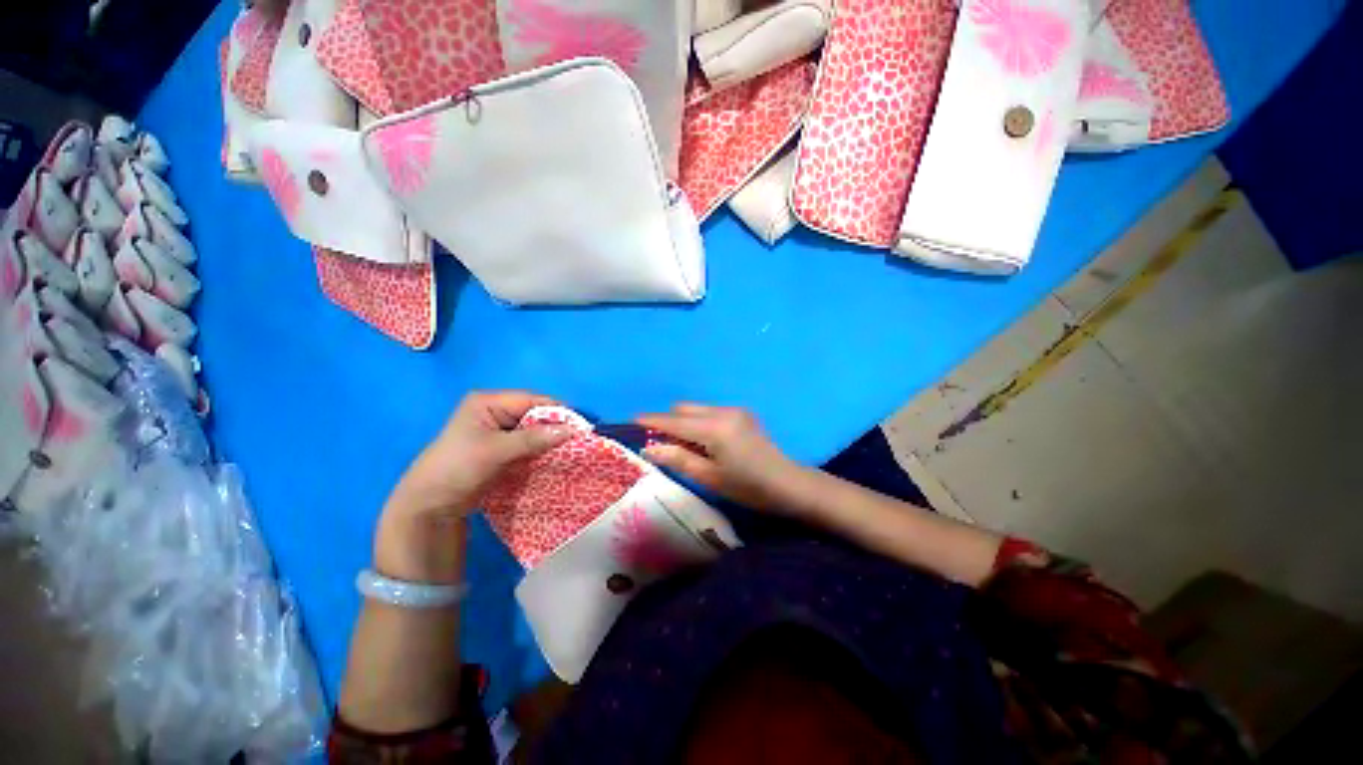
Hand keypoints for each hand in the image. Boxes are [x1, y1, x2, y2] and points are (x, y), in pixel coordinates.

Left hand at [375, 391, 571, 581]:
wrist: (430, 505)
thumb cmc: (458, 468)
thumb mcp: (496, 450)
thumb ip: (533, 438)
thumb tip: (571, 430)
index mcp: (487, 402)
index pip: (532, 400)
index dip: (557, 412)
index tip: (581, 426)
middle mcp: (494, 411)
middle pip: (534, 414)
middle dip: (555, 427)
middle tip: (578, 440)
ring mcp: (497, 430)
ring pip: (533, 430)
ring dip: (549, 440)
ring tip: (570, 450)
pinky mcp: (500, 448)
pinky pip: (528, 444)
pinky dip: (541, 450)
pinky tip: (554, 457)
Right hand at [637, 404, 806, 511]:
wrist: (787, 483)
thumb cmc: (747, 487)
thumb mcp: (709, 477)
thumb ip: (677, 458)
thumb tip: (649, 447)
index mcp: (714, 428)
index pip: (674, 421)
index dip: (651, 421)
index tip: (632, 421)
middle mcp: (723, 411)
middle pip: (684, 408)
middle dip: (669, 422)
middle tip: (663, 445)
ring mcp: (735, 410)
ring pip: (697, 409)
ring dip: (685, 423)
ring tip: (687, 448)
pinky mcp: (742, 413)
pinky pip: (711, 412)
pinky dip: (700, 423)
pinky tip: (706, 443)